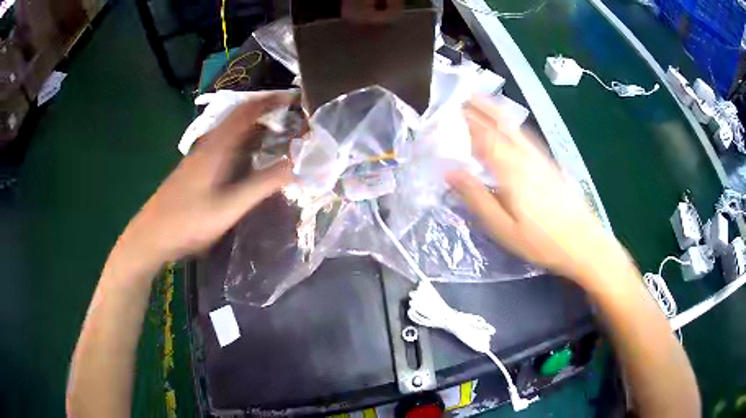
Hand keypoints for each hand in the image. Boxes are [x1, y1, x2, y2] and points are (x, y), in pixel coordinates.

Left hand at [118, 92, 294, 266]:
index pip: (246, 111)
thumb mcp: (229, 207)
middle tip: (290, 121)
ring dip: (253, 130)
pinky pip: (223, 146)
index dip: (270, 100)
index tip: (293, 98)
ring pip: (230, 133)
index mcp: (217, 147)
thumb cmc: (188, 220)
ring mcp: (199, 157)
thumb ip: (261, 185)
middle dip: (265, 114)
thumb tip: (296, 166)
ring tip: (276, 138)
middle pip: (238, 118)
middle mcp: (207, 145)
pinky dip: (241, 145)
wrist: (151, 235)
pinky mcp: (194, 169)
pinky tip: (247, 161)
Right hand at [447, 96, 628, 284]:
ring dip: (497, 112)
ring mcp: (541, 159)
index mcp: (511, 170)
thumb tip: (451, 172)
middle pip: (501, 125)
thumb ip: (477, 198)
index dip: (466, 123)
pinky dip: (514, 126)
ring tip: (483, 101)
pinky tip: (512, 128)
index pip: (484, 138)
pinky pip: (527, 137)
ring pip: (515, 128)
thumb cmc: (540, 241)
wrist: (583, 243)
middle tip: (464, 96)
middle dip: (482, 108)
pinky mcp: (550, 165)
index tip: (450, 112)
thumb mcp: (503, 227)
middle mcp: (526, 157)